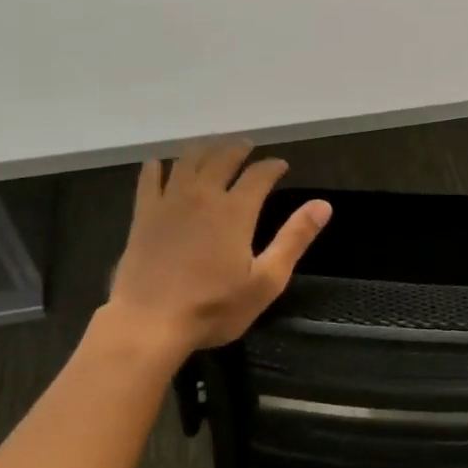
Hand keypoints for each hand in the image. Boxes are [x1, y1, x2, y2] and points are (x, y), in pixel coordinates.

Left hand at [103, 140, 330, 352]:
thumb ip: (294, 239)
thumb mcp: (266, 281)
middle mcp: (203, 196)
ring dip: (203, 149)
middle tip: (246, 145)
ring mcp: (169, 202)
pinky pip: (149, 179)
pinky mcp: (143, 215)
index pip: (259, 175)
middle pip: (221, 159)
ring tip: (212, 146)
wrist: (149, 322)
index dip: (272, 166)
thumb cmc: (213, 307)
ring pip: (187, 161)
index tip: (281, 165)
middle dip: (237, 149)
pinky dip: (156, 166)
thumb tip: (323, 205)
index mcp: (235, 211)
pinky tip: (159, 163)